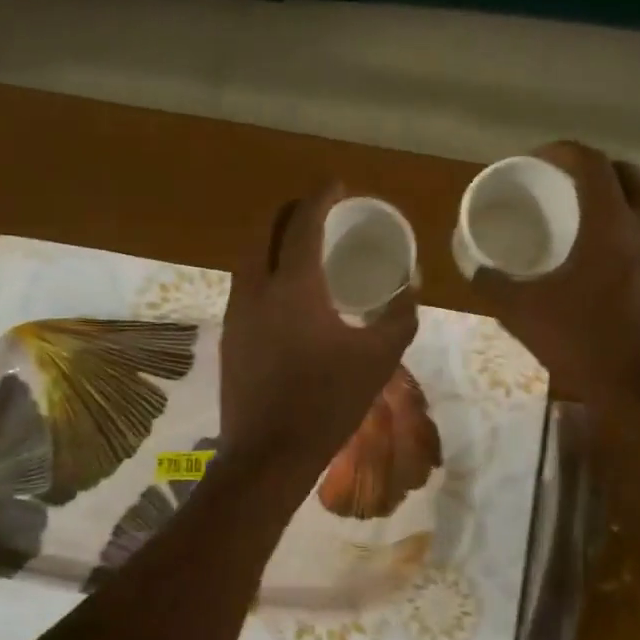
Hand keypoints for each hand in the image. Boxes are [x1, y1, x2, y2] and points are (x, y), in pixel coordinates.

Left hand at [218, 182, 419, 477]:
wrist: (268, 454)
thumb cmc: (327, 402)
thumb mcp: (378, 359)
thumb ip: (399, 318)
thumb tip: (410, 289)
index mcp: (293, 285)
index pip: (303, 222)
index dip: (321, 196)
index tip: (337, 185)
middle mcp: (257, 288)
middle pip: (267, 229)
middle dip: (292, 211)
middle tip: (319, 211)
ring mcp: (237, 312)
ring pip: (250, 256)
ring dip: (274, 241)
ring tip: (303, 247)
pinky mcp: (229, 335)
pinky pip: (245, 285)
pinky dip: (265, 271)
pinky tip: (286, 294)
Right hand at [471, 142, 639, 411]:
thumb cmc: (587, 346)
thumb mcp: (525, 316)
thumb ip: (495, 287)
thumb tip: (476, 270)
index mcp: (613, 225)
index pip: (592, 163)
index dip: (563, 152)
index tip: (538, 160)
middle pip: (628, 174)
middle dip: (595, 169)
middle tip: (564, 185)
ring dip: (620, 197)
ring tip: (588, 217)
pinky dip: (634, 229)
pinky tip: (611, 260)